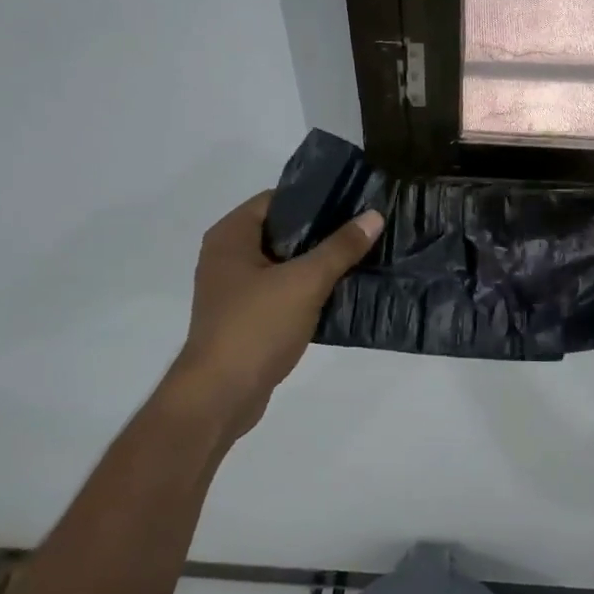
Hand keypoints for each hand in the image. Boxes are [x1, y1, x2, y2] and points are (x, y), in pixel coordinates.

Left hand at [170, 192, 381, 438]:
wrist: (220, 395)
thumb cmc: (256, 327)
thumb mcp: (305, 282)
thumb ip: (340, 248)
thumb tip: (373, 216)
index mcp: (231, 236)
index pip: (277, 199)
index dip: (314, 198)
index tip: (353, 201)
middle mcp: (227, 257)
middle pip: (282, 231)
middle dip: (321, 232)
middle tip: (364, 229)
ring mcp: (234, 290)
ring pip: (284, 264)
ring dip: (316, 264)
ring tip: (360, 258)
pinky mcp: (245, 318)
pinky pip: (281, 292)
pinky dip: (307, 291)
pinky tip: (340, 294)